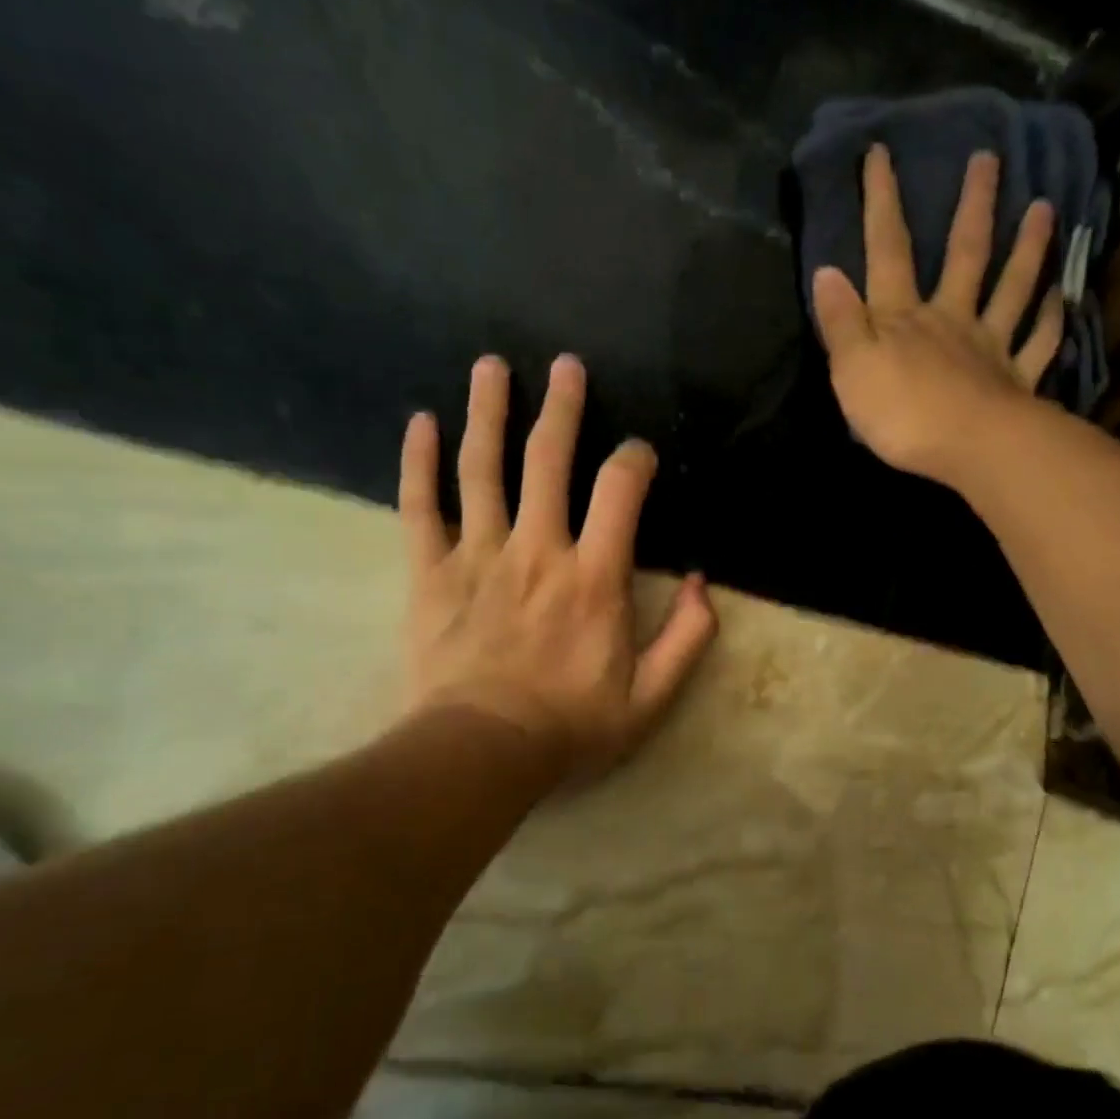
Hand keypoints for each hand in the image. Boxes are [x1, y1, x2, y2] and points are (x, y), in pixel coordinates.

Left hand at [398, 353, 717, 779]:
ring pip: (482, 469)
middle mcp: (537, 550)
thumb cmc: (572, 726)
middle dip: (561, 407)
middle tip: (565, 364)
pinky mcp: (429, 573)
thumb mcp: (652, 697)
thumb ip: (688, 637)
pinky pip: (420, 507)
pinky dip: (419, 463)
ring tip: (491, 366)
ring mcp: (478, 556)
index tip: (638, 453)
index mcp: (594, 576)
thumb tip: (701, 583)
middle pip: (548, 460)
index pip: (620, 491)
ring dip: (488, 413)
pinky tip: (420, 422)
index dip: (634, 460)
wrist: (481, 753)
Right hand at [812, 145, 1062, 485]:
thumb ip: (841, 323)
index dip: (881, 203)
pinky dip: (1051, 320)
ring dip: (1028, 248)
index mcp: (903, 318)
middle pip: (964, 254)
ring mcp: (989, 347)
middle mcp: (950, 320)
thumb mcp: (852, 369)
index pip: (887, 251)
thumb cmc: (902, 413)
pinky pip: (1039, 344)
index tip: (882, 153)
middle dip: (973, 206)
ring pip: (1012, 289)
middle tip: (989, 158)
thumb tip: (827, 272)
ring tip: (1044, 207)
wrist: (968, 448)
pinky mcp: (1016, 381)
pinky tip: (1062, 297)